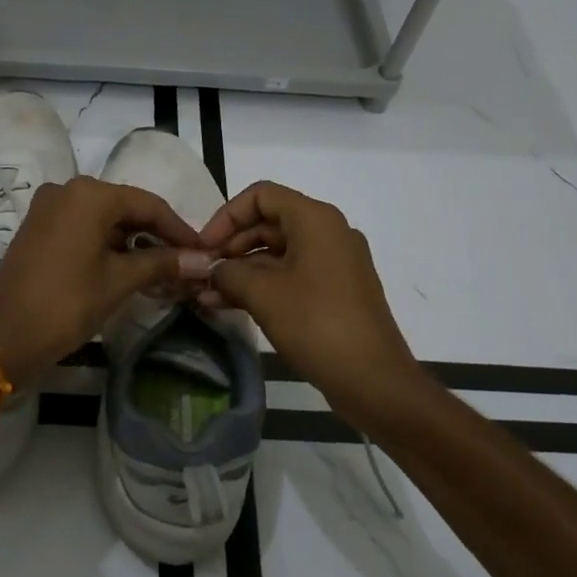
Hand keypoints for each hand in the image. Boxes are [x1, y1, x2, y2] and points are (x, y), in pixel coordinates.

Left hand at [0, 177, 210, 382]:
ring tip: (160, 269)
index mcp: (89, 194)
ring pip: (103, 217)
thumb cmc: (67, 304)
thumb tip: (203, 260)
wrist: (5, 336)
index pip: (148, 204)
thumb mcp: (119, 281)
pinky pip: (82, 226)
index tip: (202, 252)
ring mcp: (48, 207)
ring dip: (131, 241)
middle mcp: (67, 189)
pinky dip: (106, 243)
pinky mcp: (38, 226)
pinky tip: (126, 266)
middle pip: (125, 207)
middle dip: (155, 235)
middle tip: (184, 263)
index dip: (178, 229)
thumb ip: (162, 263)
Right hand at [198, 181, 418, 420]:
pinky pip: (291, 276)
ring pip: (277, 253)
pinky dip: (261, 286)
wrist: (375, 381)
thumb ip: (229, 272)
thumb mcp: (263, 294)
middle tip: (202, 272)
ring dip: (241, 270)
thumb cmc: (317, 324)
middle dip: (230, 246)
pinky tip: (228, 305)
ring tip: (206, 295)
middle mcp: (328, 232)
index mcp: (315, 219)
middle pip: (268, 222)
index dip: (226, 216)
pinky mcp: (335, 291)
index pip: (261, 195)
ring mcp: (334, 263)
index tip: (204, 247)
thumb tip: (211, 269)